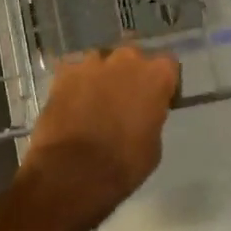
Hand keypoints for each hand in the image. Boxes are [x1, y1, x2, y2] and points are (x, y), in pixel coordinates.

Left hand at [19, 45, 180, 230]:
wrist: (72, 172)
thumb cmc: (123, 164)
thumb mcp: (153, 145)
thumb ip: (151, 118)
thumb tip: (141, 114)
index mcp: (156, 76)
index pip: (167, 65)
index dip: (161, 83)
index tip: (156, 100)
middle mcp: (125, 60)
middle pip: (132, 58)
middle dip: (129, 74)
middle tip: (123, 100)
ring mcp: (91, 63)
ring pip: (100, 62)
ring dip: (101, 77)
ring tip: (93, 102)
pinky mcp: (63, 73)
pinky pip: (74, 72)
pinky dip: (74, 84)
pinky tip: (71, 104)